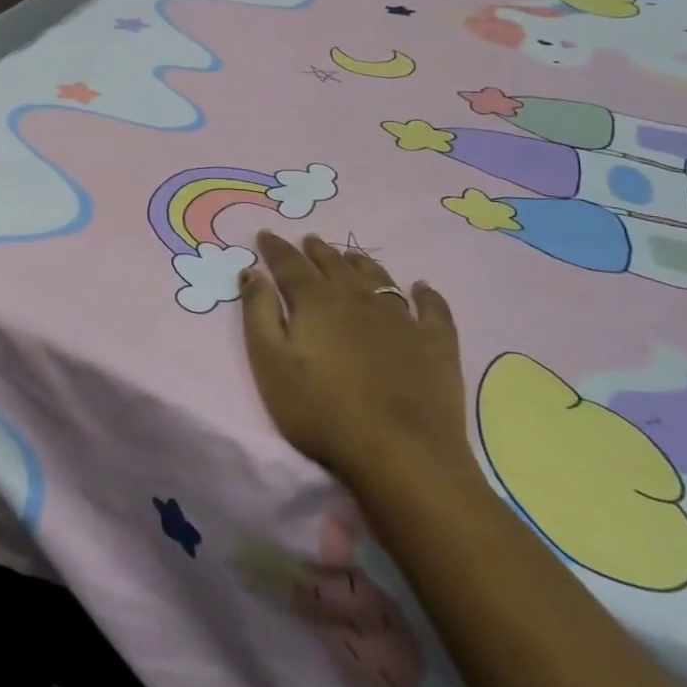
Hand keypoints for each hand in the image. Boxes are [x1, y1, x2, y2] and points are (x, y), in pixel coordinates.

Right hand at [240, 232, 480, 495]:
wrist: (401, 452)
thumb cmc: (321, 411)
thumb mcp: (270, 363)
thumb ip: (258, 313)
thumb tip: (252, 271)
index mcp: (315, 302)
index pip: (290, 264)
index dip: (276, 248)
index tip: (266, 234)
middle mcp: (357, 298)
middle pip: (333, 265)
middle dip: (317, 251)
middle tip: (308, 240)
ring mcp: (400, 318)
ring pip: (377, 278)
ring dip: (360, 263)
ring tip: (350, 255)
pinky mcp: (435, 343)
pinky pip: (431, 308)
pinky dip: (426, 294)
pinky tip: (422, 287)